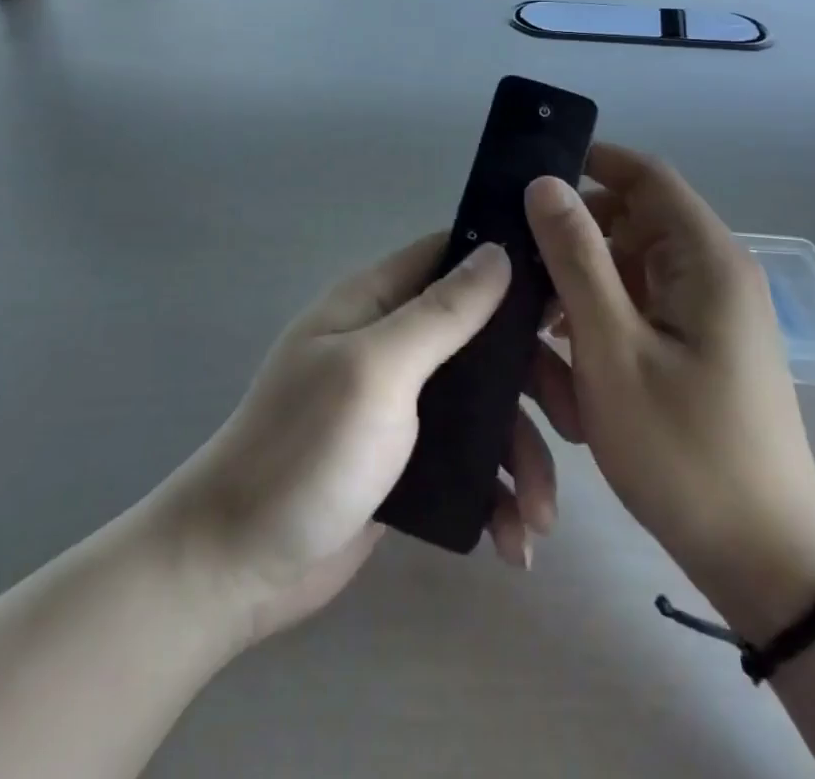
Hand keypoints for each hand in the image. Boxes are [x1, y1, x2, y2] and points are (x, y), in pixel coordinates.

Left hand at [162, 235, 561, 646]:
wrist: (238, 563)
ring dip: (522, 455)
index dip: (507, 266)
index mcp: (376, 303)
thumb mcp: (378, 370)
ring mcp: (400, 405)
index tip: (568, 296)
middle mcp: (391, 344)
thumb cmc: (306, 450)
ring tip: (541, 516)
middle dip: (531, 381)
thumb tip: (497, 251)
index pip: (450, 257)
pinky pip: (469, 461)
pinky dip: (497, 494)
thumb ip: (441, 313)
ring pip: (483, 407)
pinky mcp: (407, 461)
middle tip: (576, 424)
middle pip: (482, 338)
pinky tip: (512, 539)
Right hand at [524, 145, 814, 639]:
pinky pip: (639, 311)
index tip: (528, 179)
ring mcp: (708, 312)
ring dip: (582, 296)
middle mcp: (713, 273)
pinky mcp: (698, 346)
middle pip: (631, 224)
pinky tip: (573, 372)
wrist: (763, 562)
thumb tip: (545, 184)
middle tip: (523, 281)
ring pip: (627, 272)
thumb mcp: (612, 349)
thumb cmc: (684, 450)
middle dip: (574, 246)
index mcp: (705, 260)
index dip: (590, 163)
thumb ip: (576, 259)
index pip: (645, 176)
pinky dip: (602, 327)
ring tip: (545, 345)